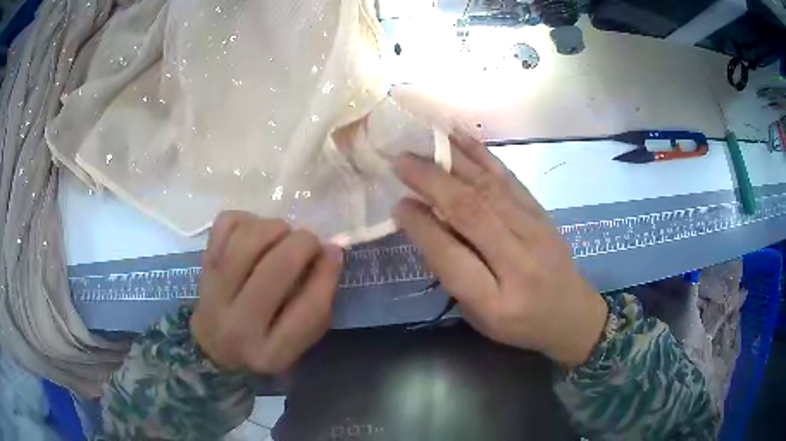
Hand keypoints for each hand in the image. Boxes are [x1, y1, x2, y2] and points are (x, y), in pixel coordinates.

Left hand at [191, 212, 343, 373]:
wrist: (215, 350)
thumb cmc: (265, 345)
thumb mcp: (299, 341)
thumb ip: (318, 301)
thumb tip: (330, 250)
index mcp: (271, 354)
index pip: (310, 307)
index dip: (328, 272)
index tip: (333, 252)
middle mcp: (238, 326)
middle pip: (276, 268)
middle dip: (303, 243)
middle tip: (309, 243)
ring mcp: (213, 294)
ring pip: (247, 241)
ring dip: (274, 228)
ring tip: (282, 235)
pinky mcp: (202, 267)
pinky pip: (224, 225)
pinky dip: (247, 220)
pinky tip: (256, 232)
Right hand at [392, 136, 607, 367]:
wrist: (571, 313)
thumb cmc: (518, 323)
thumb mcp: (479, 315)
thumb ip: (452, 274)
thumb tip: (424, 222)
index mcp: (495, 302)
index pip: (451, 257)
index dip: (422, 227)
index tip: (398, 205)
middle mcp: (518, 262)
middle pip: (471, 213)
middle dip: (432, 182)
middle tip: (400, 161)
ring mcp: (535, 231)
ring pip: (488, 189)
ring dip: (452, 162)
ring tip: (423, 143)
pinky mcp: (541, 212)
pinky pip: (508, 178)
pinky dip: (482, 155)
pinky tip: (460, 138)